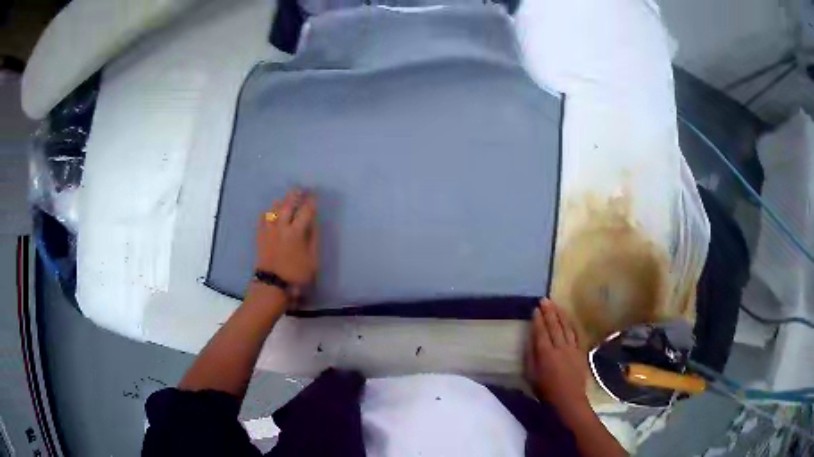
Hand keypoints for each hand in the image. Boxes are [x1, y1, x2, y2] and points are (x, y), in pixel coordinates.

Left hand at [255, 189, 318, 288]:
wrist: (272, 284)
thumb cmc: (296, 274)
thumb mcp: (312, 259)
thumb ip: (313, 239)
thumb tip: (314, 223)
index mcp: (296, 232)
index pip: (305, 211)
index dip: (311, 202)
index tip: (315, 197)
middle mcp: (281, 227)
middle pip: (287, 204)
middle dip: (295, 195)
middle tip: (300, 189)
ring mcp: (269, 230)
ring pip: (273, 208)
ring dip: (281, 202)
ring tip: (286, 200)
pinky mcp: (260, 235)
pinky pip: (263, 218)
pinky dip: (268, 212)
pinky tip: (271, 213)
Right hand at [525, 298, 590, 414]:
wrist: (568, 399)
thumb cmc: (546, 391)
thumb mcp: (531, 376)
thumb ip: (530, 356)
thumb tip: (530, 340)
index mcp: (545, 354)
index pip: (541, 332)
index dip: (538, 320)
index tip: (535, 308)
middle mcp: (559, 347)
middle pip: (554, 326)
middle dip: (549, 312)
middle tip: (544, 300)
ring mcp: (572, 348)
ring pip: (566, 327)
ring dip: (561, 314)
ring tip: (556, 304)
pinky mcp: (581, 351)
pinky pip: (576, 334)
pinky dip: (572, 324)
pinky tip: (569, 319)